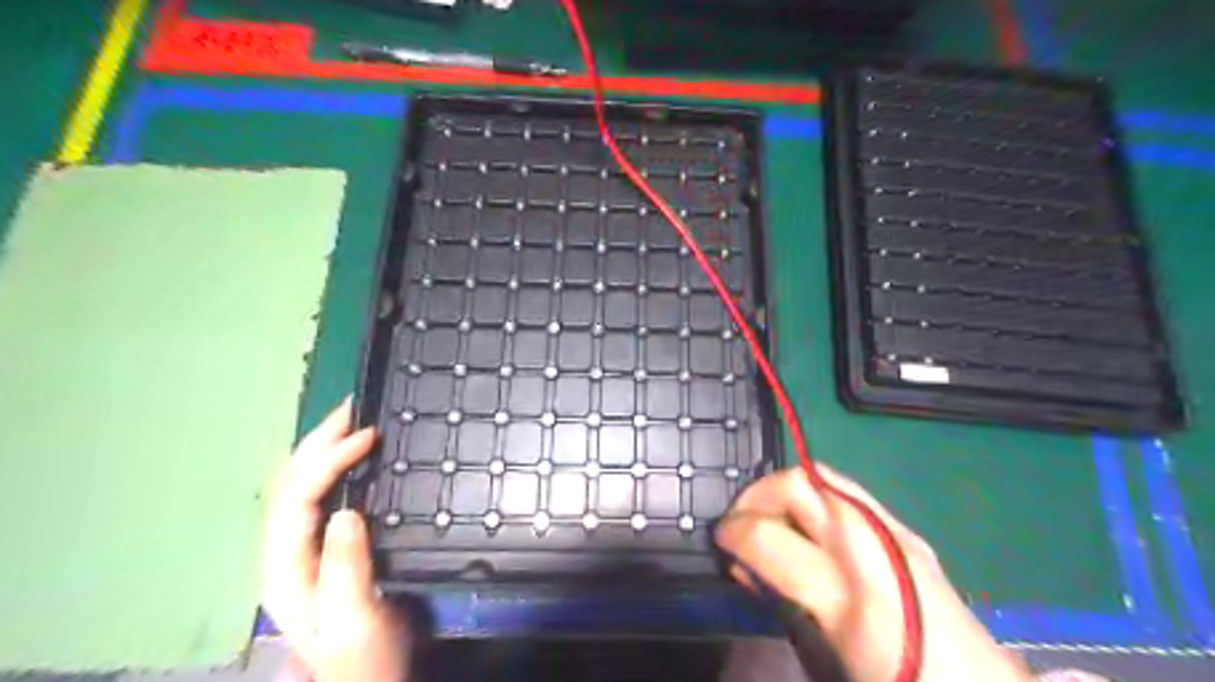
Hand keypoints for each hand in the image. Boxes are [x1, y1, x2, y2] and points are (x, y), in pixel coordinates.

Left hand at [265, 397, 408, 680]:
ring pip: (300, 489)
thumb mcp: (356, 618)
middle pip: (289, 486)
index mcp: (288, 569)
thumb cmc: (363, 658)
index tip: (368, 435)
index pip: (297, 499)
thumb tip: (347, 511)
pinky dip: (333, 469)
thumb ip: (346, 567)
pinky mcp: (323, 551)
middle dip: (316, 443)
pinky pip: (320, 498)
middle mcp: (286, 555)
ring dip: (322, 450)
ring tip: (350, 422)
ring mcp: (302, 552)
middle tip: (352, 408)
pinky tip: (351, 458)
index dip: (328, 461)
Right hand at [714, 466, 1034, 680]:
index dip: (731, 536)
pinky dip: (812, 499)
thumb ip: (781, 604)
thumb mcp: (824, 661)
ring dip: (782, 494)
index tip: (720, 545)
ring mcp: (892, 529)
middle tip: (740, 527)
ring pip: (819, 476)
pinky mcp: (904, 528)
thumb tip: (749, 567)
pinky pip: (844, 493)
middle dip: (754, 498)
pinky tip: (809, 530)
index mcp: (847, 594)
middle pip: (795, 485)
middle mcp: (870, 546)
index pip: (766, 535)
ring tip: (771, 524)